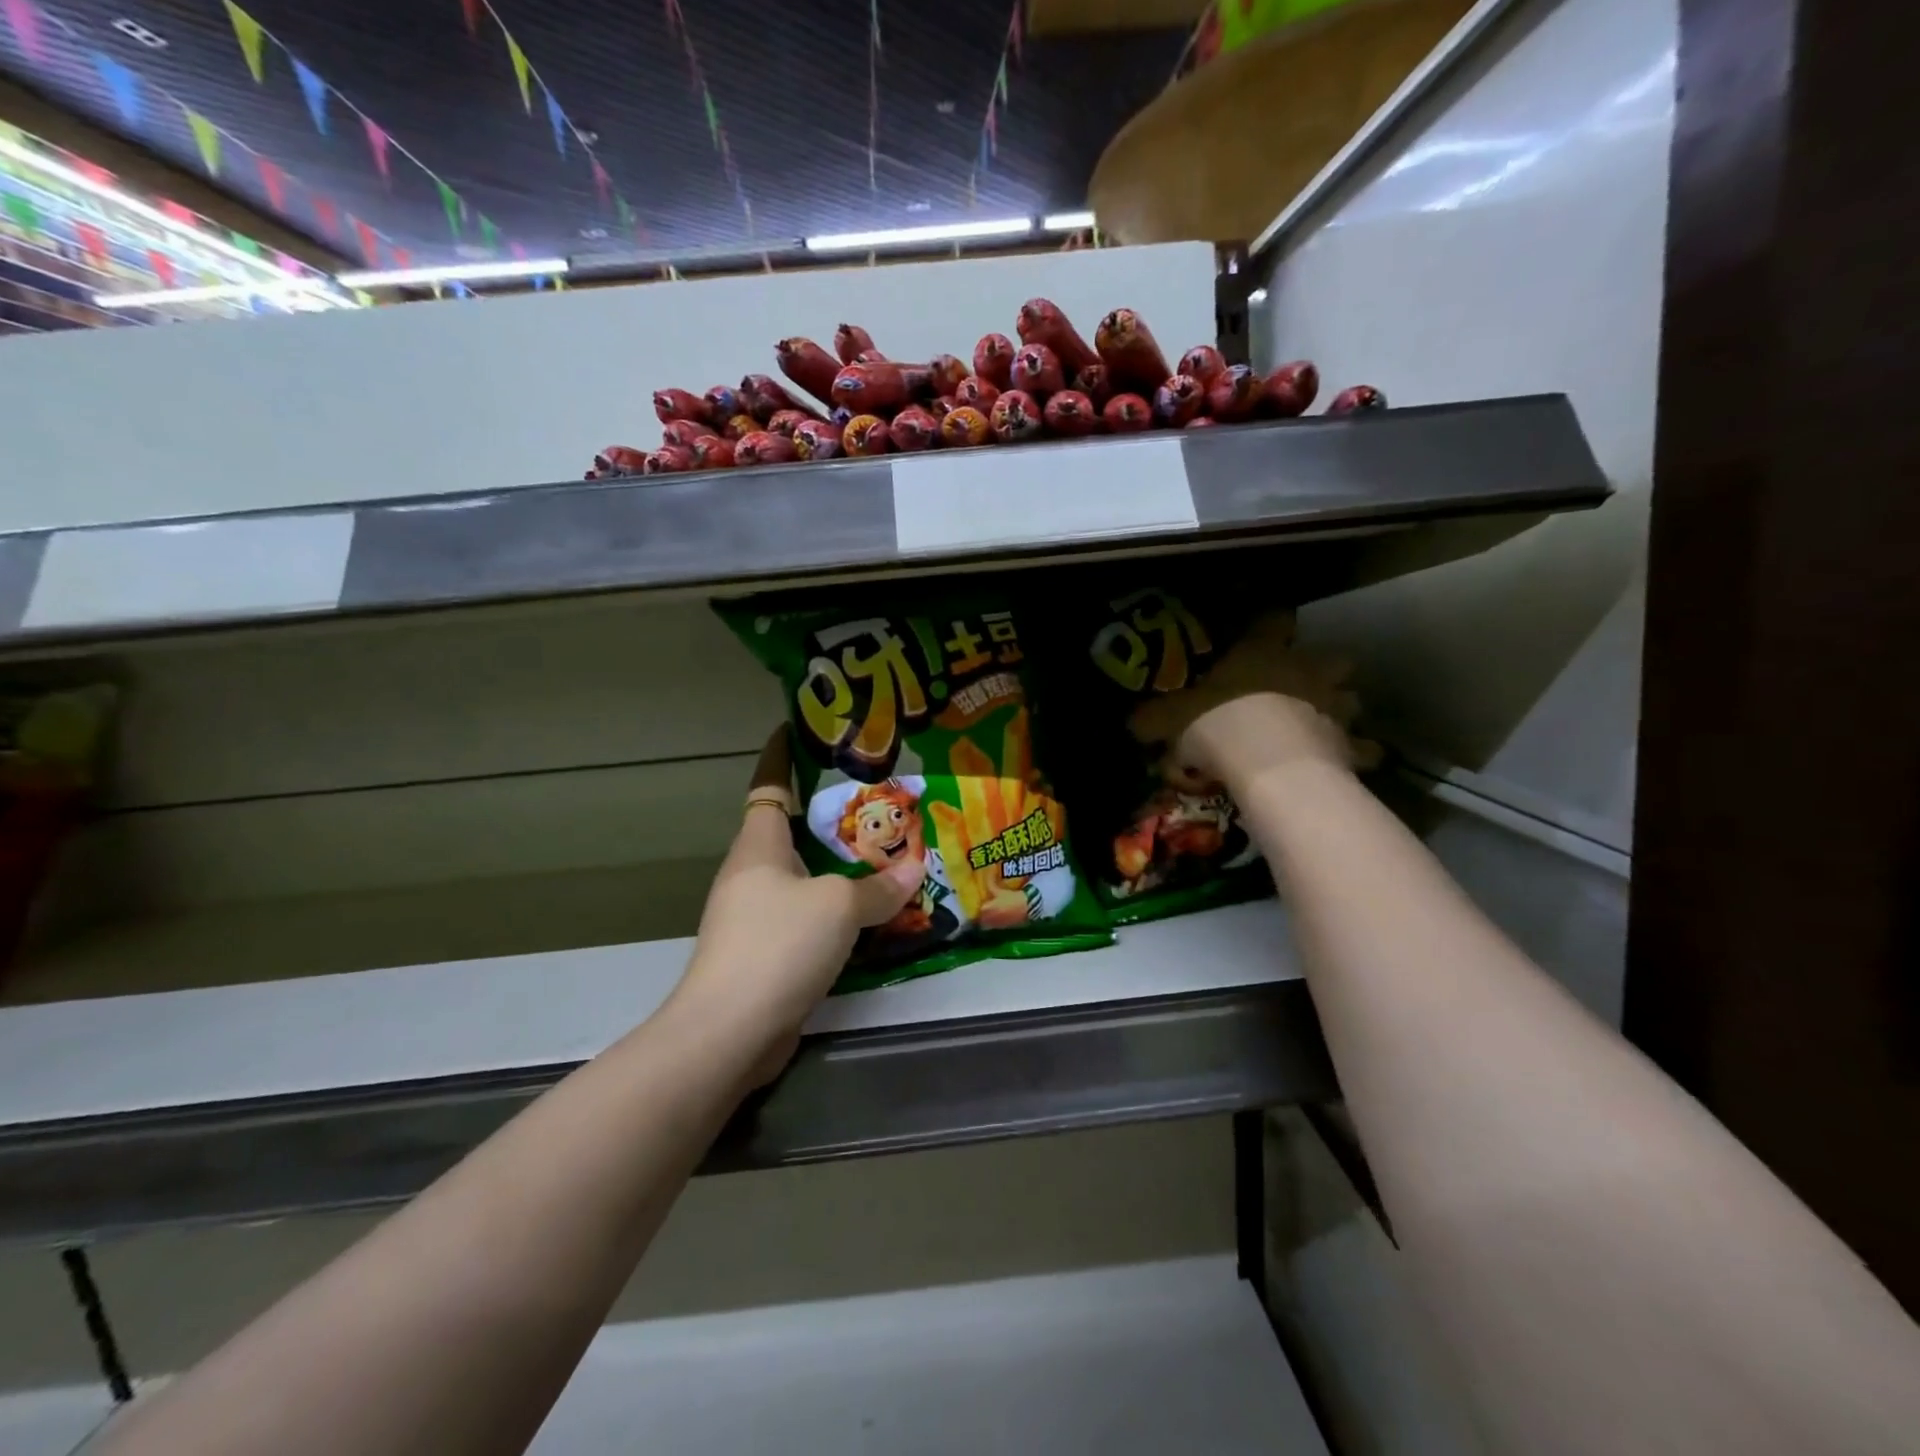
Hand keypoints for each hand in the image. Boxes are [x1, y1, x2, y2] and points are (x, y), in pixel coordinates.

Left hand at [670, 730, 917, 1083]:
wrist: (729, 1032)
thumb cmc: (778, 945)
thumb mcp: (838, 906)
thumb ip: (878, 887)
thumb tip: (914, 871)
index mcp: (759, 846)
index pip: (769, 784)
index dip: (781, 755)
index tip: (796, 729)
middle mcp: (753, 874)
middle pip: (794, 831)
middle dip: (833, 817)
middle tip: (881, 803)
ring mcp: (756, 916)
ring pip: (806, 877)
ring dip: (841, 868)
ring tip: (889, 855)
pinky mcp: (767, 954)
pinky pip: (810, 916)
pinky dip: (839, 910)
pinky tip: (873, 914)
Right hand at [1128, 612, 1380, 794]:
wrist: (1267, 765)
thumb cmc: (1218, 725)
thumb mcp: (1168, 719)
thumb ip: (1152, 717)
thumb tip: (1132, 720)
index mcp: (1262, 653)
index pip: (1273, 619)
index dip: (1271, 619)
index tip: (1269, 623)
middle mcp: (1305, 670)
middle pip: (1331, 658)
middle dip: (1324, 668)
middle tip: (1305, 684)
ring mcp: (1333, 706)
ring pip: (1351, 699)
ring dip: (1340, 708)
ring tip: (1324, 724)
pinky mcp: (1350, 744)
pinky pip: (1361, 748)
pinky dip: (1357, 755)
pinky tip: (1346, 764)